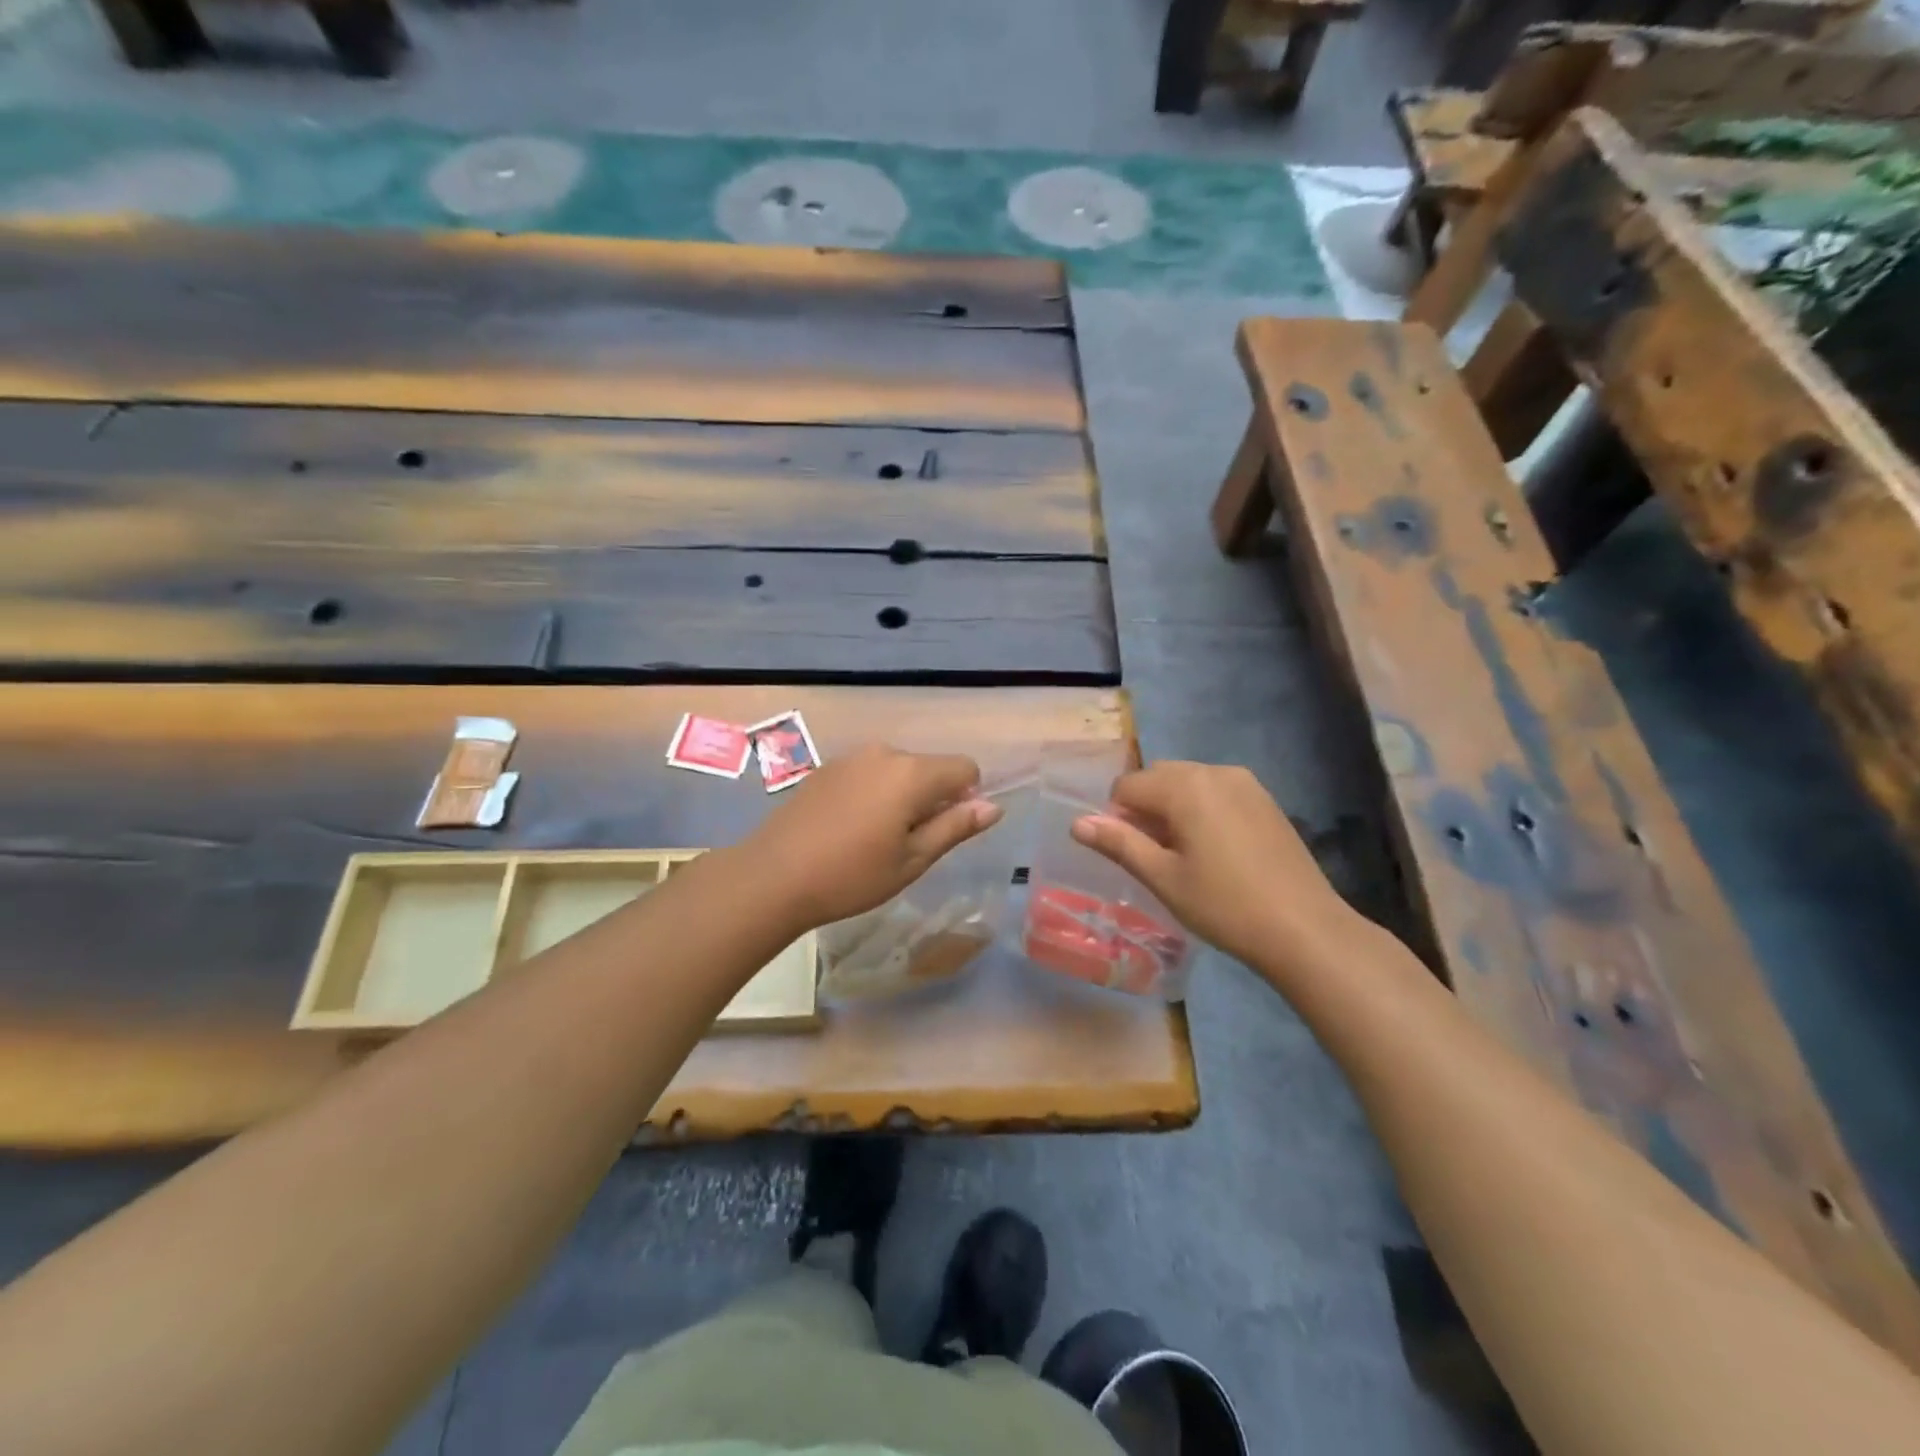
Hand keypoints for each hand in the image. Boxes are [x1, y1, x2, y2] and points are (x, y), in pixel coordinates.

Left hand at [739, 744, 1000, 930]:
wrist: (773, 875)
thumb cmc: (851, 875)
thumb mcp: (913, 860)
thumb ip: (955, 827)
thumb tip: (993, 806)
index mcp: (912, 773)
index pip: (965, 767)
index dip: (966, 797)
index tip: (943, 832)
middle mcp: (885, 753)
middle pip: (930, 767)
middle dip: (931, 798)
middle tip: (907, 844)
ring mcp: (852, 757)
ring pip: (898, 770)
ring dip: (901, 796)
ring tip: (875, 839)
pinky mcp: (827, 767)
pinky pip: (869, 773)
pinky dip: (873, 793)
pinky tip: (848, 828)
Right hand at [1070, 761, 1357, 976]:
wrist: (1304, 929)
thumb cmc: (1224, 905)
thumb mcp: (1163, 878)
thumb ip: (1119, 843)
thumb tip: (1077, 823)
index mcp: (1185, 786)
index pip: (1127, 786)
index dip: (1117, 817)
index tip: (1130, 854)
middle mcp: (1214, 771)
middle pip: (1158, 777)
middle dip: (1144, 808)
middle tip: (1153, 856)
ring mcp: (1245, 783)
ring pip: (1188, 783)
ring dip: (1172, 808)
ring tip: (1183, 855)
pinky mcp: (1265, 800)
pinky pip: (1216, 792)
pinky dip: (1201, 810)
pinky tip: (1214, 851)